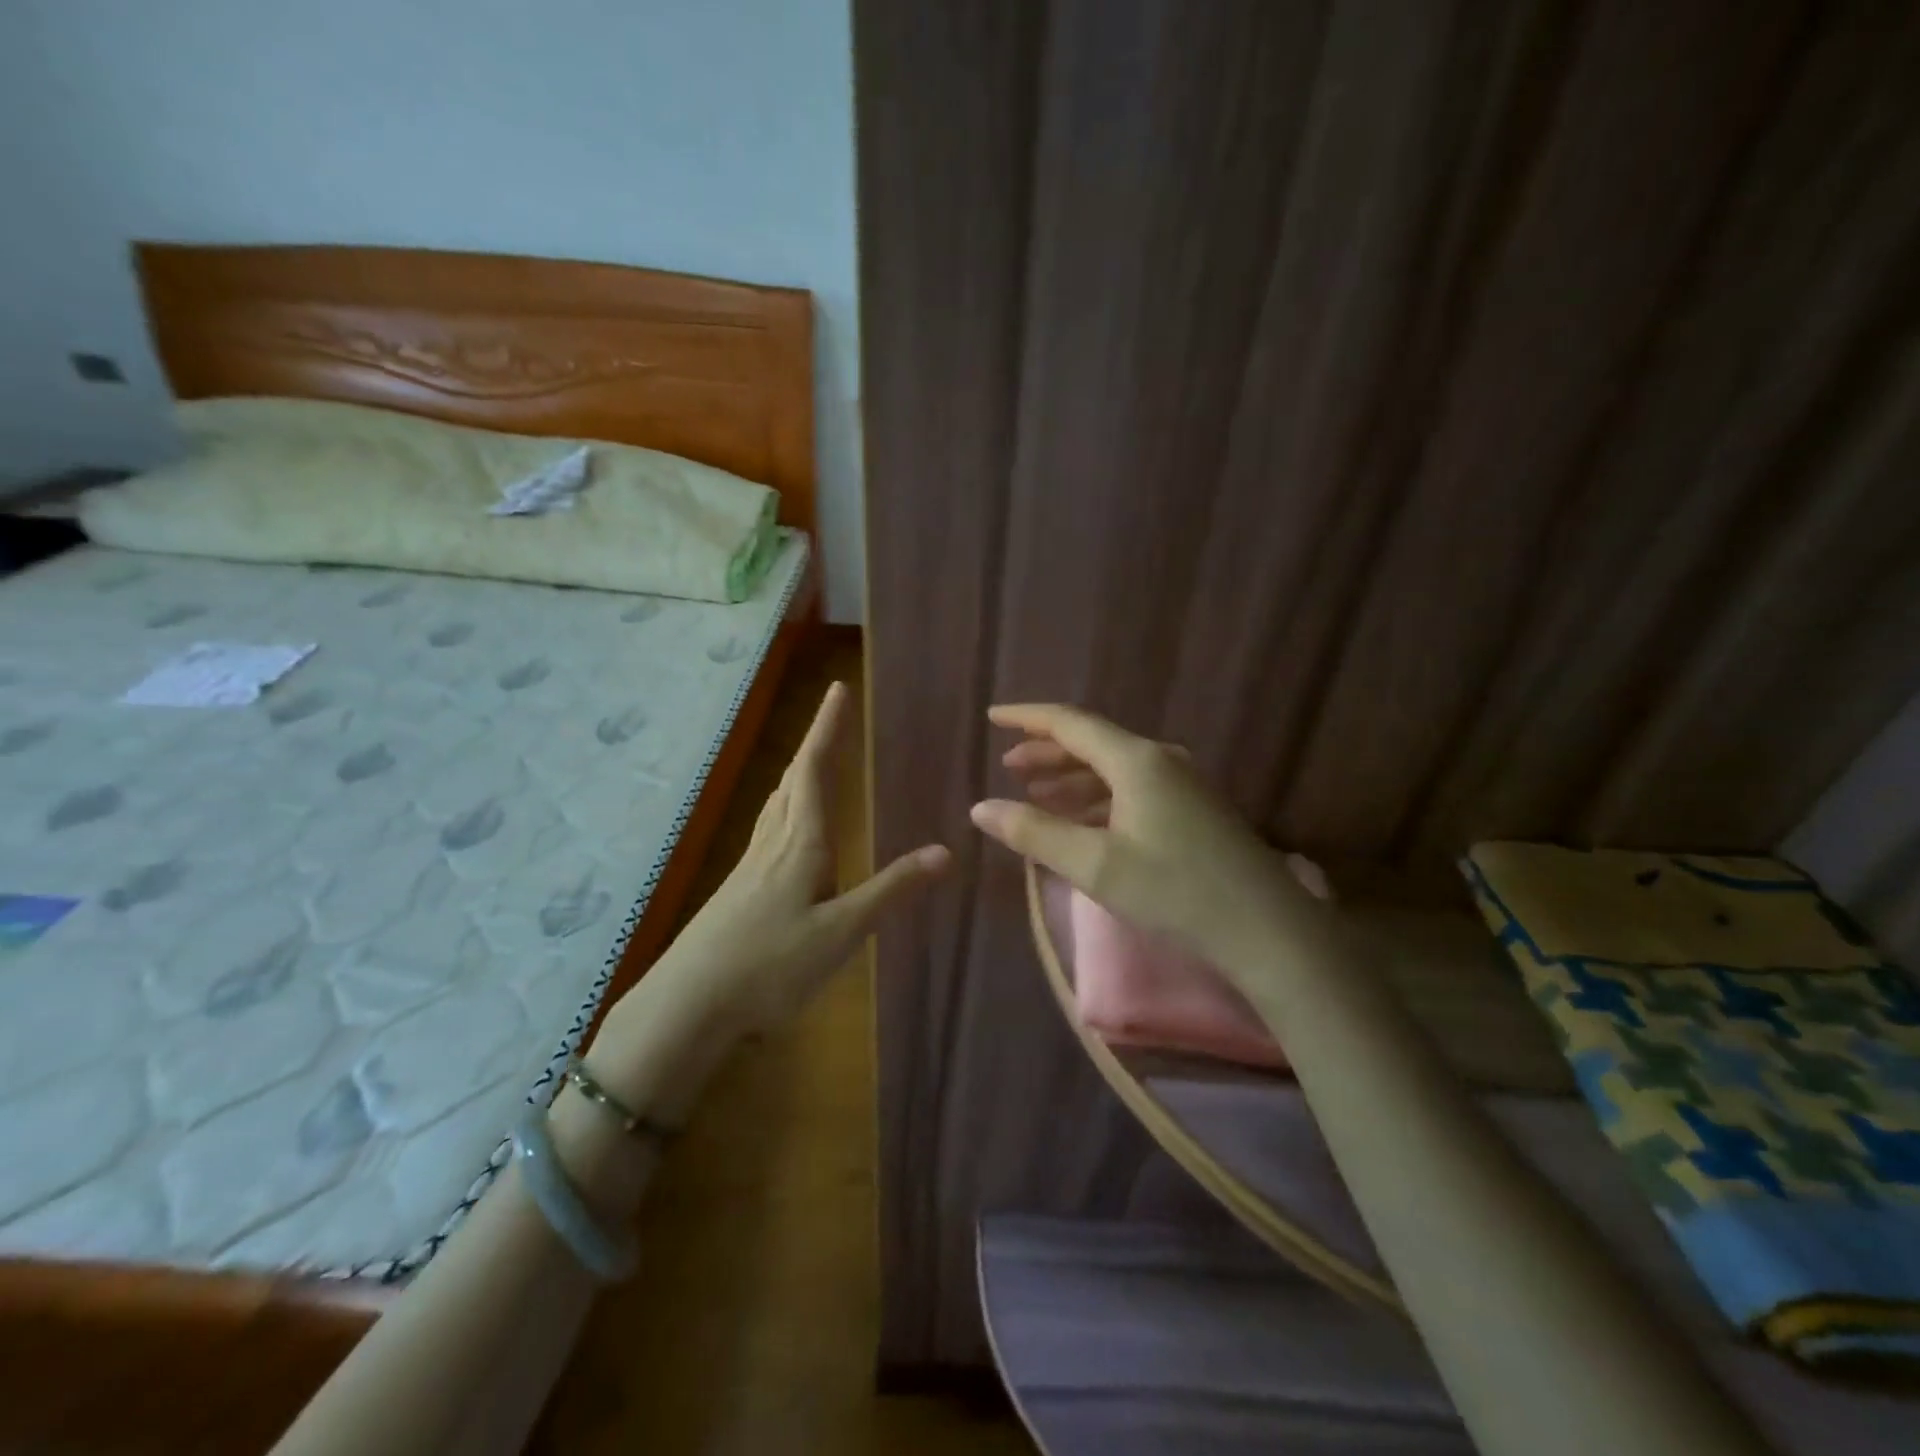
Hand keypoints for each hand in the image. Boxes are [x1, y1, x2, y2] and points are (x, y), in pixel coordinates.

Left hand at [589, 681, 949, 1114]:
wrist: (687, 1006)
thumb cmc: (770, 965)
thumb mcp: (842, 931)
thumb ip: (891, 889)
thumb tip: (946, 850)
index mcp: (800, 843)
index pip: (814, 770)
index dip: (827, 728)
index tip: (838, 689)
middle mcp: (773, 844)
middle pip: (793, 780)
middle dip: (815, 744)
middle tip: (833, 717)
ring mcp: (750, 867)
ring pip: (777, 805)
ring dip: (797, 774)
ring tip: (812, 762)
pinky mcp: (738, 890)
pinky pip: (769, 831)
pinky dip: (786, 810)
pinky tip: (789, 833)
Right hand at [972, 703, 1325, 973]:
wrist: (1267, 930)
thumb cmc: (1175, 891)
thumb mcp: (1094, 865)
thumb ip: (1034, 833)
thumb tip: (981, 808)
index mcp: (1136, 760)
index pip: (1070, 723)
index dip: (1027, 718)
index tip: (993, 717)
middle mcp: (1160, 760)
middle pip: (1092, 742)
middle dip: (1047, 752)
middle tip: (1009, 767)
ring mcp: (1182, 784)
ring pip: (1113, 768)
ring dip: (1071, 778)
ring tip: (1037, 795)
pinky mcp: (1193, 811)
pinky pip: (1132, 789)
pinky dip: (1098, 798)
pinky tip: (1082, 821)